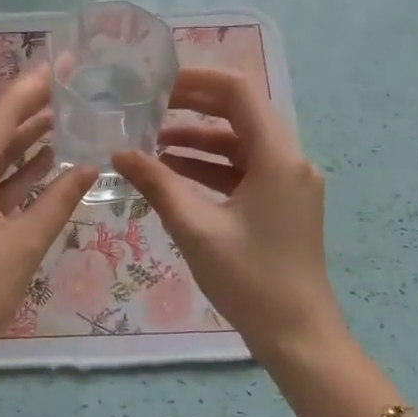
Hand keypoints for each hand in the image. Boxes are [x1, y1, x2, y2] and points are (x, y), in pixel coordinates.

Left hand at [0, 66, 95, 372]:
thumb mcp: (25, 243)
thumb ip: (59, 199)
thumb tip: (90, 165)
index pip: (2, 114)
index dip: (34, 86)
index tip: (64, 63)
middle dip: (33, 109)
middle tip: (73, 87)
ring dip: (26, 140)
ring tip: (67, 118)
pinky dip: (15, 173)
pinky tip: (46, 163)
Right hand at [112, 68, 346, 362]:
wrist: (298, 335)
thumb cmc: (250, 280)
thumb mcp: (197, 229)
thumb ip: (158, 185)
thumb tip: (119, 154)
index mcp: (279, 157)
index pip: (240, 93)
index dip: (198, 80)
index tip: (157, 82)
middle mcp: (291, 161)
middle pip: (242, 114)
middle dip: (194, 107)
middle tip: (149, 106)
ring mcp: (289, 184)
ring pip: (241, 145)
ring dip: (199, 141)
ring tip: (151, 142)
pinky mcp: (282, 205)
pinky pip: (244, 172)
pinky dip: (211, 169)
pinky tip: (174, 174)